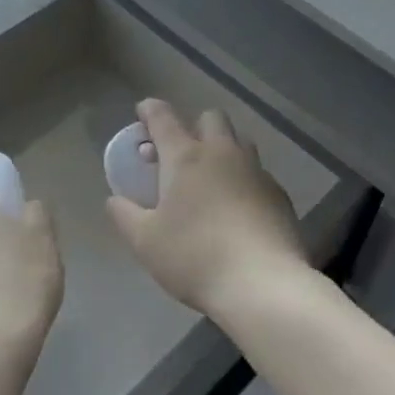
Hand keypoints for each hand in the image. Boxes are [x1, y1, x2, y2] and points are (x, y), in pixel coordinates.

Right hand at [105, 99, 308, 319]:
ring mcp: (256, 171)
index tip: (143, 111)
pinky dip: (244, 180)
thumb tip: (115, 199)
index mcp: (186, 157)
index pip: (163, 118)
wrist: (262, 284)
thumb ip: (125, 215)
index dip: (150, 110)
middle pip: (210, 118)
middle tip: (181, 153)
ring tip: (211, 179)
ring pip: (239, 142)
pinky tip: (238, 208)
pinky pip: (258, 173)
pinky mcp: (279, 194)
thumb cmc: (194, 257)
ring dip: (223, 149)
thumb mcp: (145, 242)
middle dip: (194, 126)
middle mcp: (223, 153)